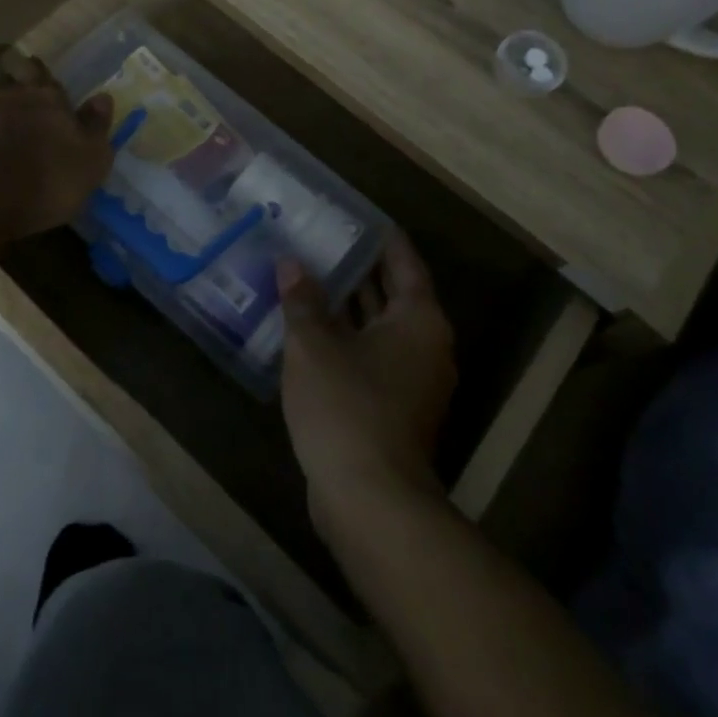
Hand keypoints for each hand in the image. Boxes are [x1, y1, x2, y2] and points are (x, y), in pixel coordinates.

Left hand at [0, 57, 114, 240]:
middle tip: (15, 98)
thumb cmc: (47, 179)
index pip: (39, 71)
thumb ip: (96, 126)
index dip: (39, 74)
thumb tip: (103, 97)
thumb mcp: (91, 159)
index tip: (41, 80)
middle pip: (4, 77)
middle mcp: (3, 96)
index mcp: (43, 97)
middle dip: (9, 84)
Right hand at [281, 231, 456, 537]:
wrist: (370, 502)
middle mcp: (426, 344)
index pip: (403, 261)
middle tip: (322, 238)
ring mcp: (414, 381)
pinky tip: (311, 328)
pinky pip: (373, 355)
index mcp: (418, 319)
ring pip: (381, 327)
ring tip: (310, 274)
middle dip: (360, 268)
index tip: (355, 214)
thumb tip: (291, 264)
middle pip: (394, 293)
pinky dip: (348, 337)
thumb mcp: (314, 345)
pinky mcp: (396, 408)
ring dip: (350, 305)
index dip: (379, 236)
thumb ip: (303, 300)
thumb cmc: (347, 407)